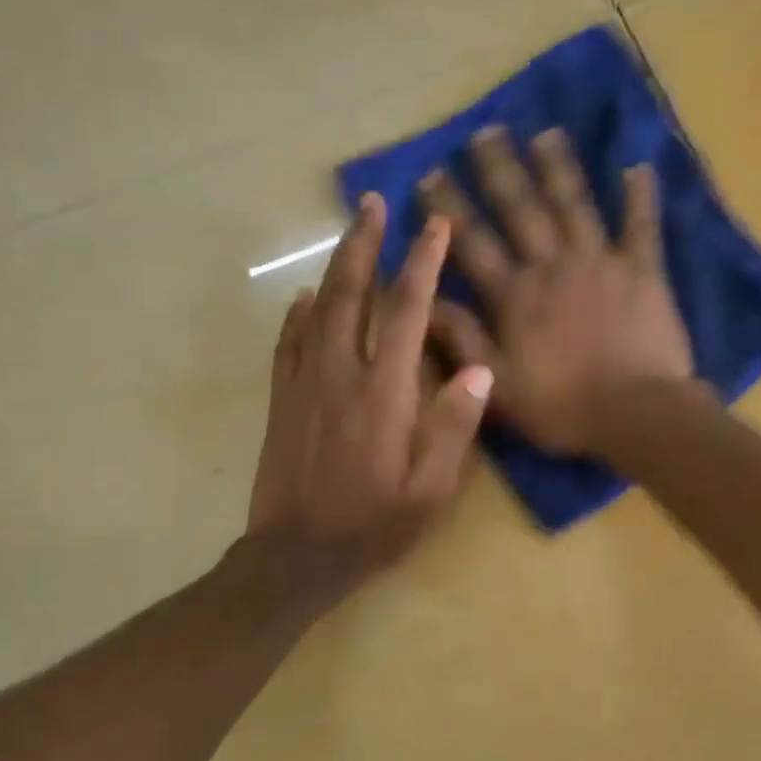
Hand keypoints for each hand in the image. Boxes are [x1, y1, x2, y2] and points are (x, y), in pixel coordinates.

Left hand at [247, 193, 493, 589]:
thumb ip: (454, 428)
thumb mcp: (430, 491)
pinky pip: (288, 344)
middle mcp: (340, 375)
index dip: (422, 265)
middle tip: (374, 204)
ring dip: (335, 267)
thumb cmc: (372, 526)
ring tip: (349, 234)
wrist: (297, 556)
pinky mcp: (281, 401)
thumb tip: (479, 369)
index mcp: (384, 393)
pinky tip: (305, 298)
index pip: (405, 312)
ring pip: (317, 310)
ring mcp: (304, 385)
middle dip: (366, 245)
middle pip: (351, 294)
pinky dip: (297, 314)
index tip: (435, 228)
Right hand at [421, 126, 694, 456]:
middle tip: (485, 132)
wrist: (635, 413)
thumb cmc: (561, 406)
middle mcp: (553, 265)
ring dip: (558, 167)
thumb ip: (464, 340)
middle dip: (500, 170)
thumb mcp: (498, 385)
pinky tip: (637, 166)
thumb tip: (427, 300)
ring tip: (545, 134)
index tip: (431, 174)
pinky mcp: (643, 270)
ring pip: (574, 204)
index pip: (474, 242)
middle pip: (521, 209)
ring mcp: (600, 262)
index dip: (450, 208)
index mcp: (515, 295)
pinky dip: (640, 196)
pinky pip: (641, 225)